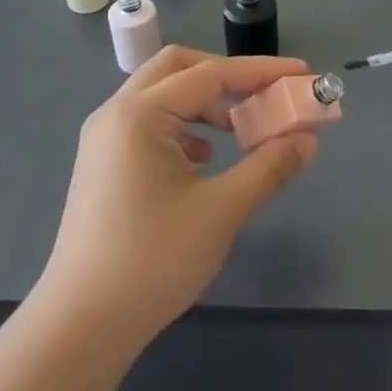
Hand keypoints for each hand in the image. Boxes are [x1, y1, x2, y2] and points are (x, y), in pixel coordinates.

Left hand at [37, 47, 319, 351]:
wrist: (84, 322)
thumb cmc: (154, 260)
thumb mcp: (222, 210)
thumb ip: (268, 166)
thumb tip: (307, 139)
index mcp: (140, 113)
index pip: (210, 74)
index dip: (261, 72)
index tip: (302, 75)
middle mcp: (116, 113)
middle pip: (178, 68)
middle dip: (227, 77)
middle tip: (265, 97)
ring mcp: (103, 138)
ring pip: (161, 95)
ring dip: (204, 103)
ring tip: (241, 131)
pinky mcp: (102, 163)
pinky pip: (148, 124)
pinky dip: (182, 127)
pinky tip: (204, 160)